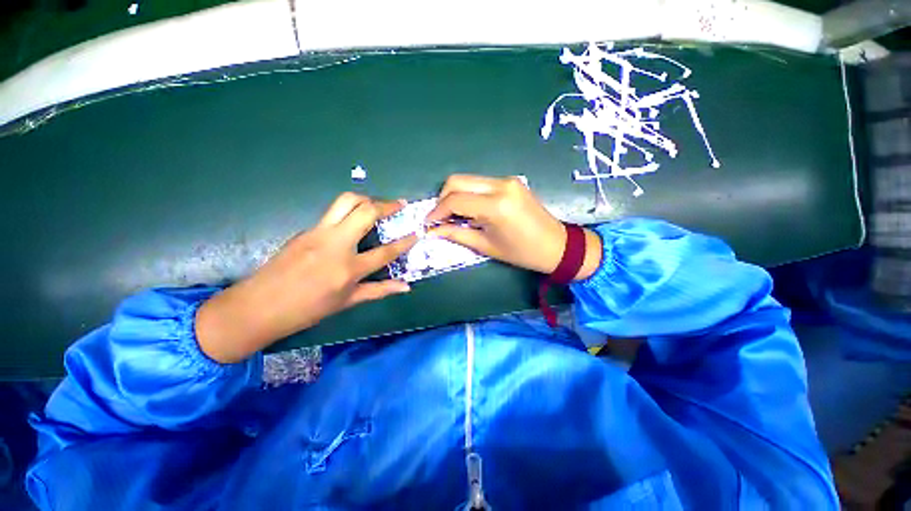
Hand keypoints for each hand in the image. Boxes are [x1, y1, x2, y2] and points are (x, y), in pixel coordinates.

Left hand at [196, 193, 416, 363]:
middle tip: (400, 204)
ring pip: (346, 201)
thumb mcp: (347, 302)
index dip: (405, 242)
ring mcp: (319, 233)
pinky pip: (332, 212)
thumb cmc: (307, 309)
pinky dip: (348, 211)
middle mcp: (336, 245)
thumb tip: (405, 287)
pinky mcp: (306, 229)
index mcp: (348, 269)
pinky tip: (353, 222)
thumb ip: (379, 290)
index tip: (417, 233)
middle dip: (387, 204)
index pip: (385, 251)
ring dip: (366, 199)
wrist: (259, 306)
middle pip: (365, 212)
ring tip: (378, 205)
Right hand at [426, 175, 601, 277]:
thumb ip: (456, 234)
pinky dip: (470, 194)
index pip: (455, 200)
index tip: (428, 223)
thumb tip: (432, 231)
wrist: (556, 246)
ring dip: (456, 195)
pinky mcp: (511, 181)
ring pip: (468, 179)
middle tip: (440, 218)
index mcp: (495, 205)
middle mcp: (500, 185)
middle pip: (457, 180)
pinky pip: (481, 183)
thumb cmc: (521, 252)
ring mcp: (507, 180)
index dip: (436, 211)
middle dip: (443, 198)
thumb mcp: (486, 246)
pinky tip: (470, 209)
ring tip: (453, 215)